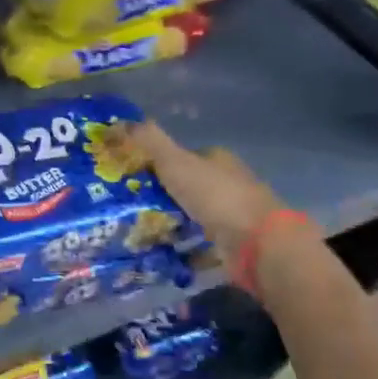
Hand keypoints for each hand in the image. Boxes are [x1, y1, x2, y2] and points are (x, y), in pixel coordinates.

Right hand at [124, 121, 284, 262]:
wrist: (258, 243)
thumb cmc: (216, 196)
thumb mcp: (176, 162)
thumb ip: (149, 141)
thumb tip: (119, 121)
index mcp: (217, 160)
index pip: (183, 157)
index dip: (157, 164)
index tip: (130, 177)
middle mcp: (228, 184)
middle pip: (187, 188)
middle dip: (161, 197)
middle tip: (127, 209)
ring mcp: (233, 217)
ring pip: (193, 218)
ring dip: (171, 225)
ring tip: (137, 234)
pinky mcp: (233, 246)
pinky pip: (201, 247)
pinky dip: (184, 252)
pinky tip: (162, 257)